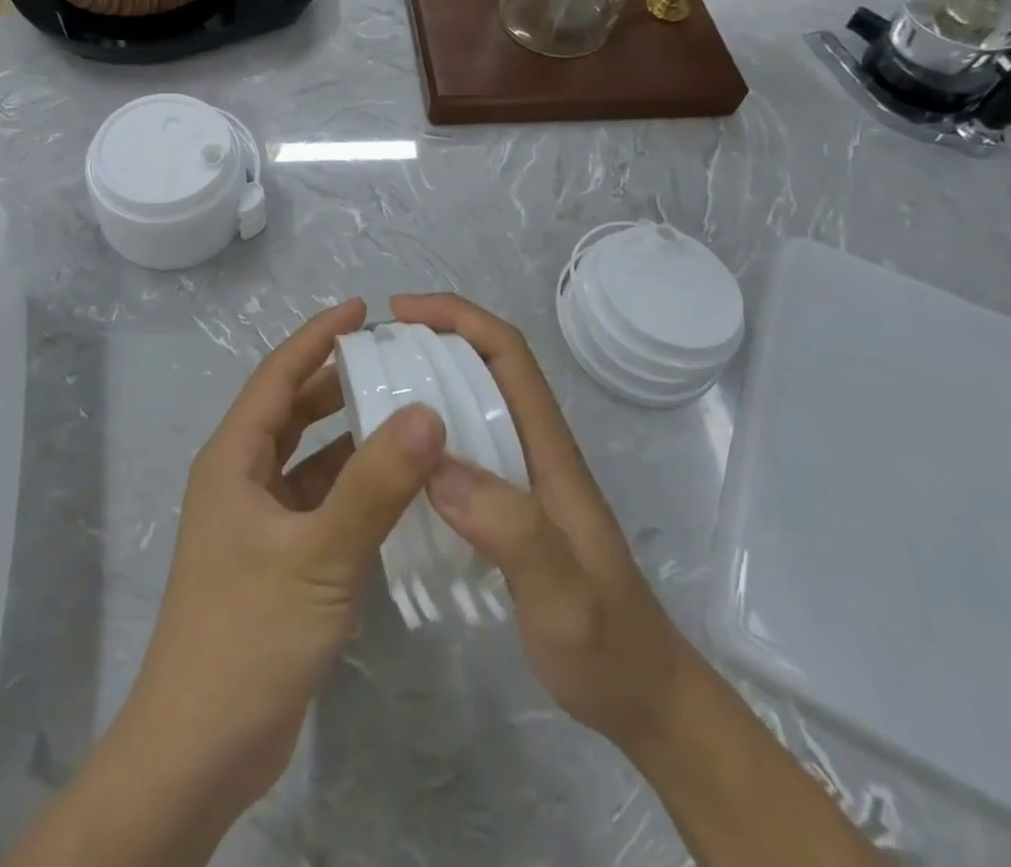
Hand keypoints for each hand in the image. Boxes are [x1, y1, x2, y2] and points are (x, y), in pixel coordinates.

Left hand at [124, 298, 446, 813]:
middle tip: (393, 358)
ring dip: (346, 431)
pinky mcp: (274, 556)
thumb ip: (374, 485)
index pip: (278, 376)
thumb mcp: (318, 556)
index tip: (362, 308)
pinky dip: (349, 483)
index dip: (317, 337)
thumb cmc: (249, 637)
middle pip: (291, 409)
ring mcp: (256, 520)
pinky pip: (316, 499)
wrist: (200, 749)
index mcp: (233, 459)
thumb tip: (426, 412)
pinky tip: (392, 484)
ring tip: (401, 409)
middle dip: (336, 379)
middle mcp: (240, 478)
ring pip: (305, 456)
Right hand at [392, 292, 688, 753]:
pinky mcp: (506, 506)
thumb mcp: (563, 592)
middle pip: (485, 367)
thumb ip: (511, 528)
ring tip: (370, 392)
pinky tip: (394, 459)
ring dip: (426, 382)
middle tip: (371, 352)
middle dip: (433, 339)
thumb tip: (436, 464)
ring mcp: (521, 477)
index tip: (401, 313)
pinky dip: (426, 432)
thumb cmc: (606, 642)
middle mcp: (533, 448)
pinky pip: (461, 446)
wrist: (640, 696)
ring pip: (471, 404)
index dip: (458, 318)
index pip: (508, 355)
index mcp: (548, 447)